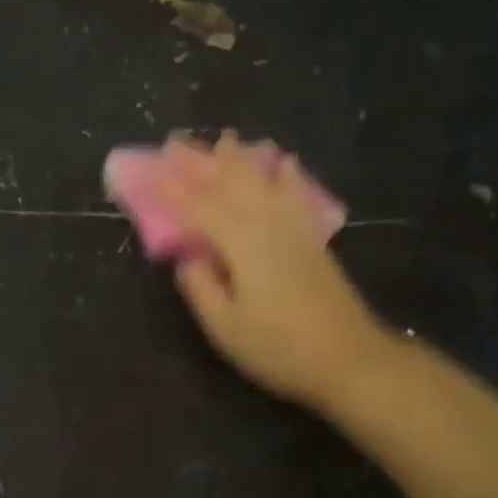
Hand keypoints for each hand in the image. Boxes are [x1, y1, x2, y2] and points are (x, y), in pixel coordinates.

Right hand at [157, 133, 391, 409]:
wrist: (349, 359)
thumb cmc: (278, 347)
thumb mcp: (225, 327)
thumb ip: (201, 287)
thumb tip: (189, 256)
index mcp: (242, 244)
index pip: (199, 207)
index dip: (171, 188)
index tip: (148, 170)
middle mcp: (268, 226)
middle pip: (233, 184)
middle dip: (204, 162)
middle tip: (180, 143)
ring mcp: (295, 230)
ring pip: (263, 183)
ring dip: (241, 160)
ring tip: (226, 139)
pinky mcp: (313, 241)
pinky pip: (293, 195)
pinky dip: (284, 176)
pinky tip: (284, 164)